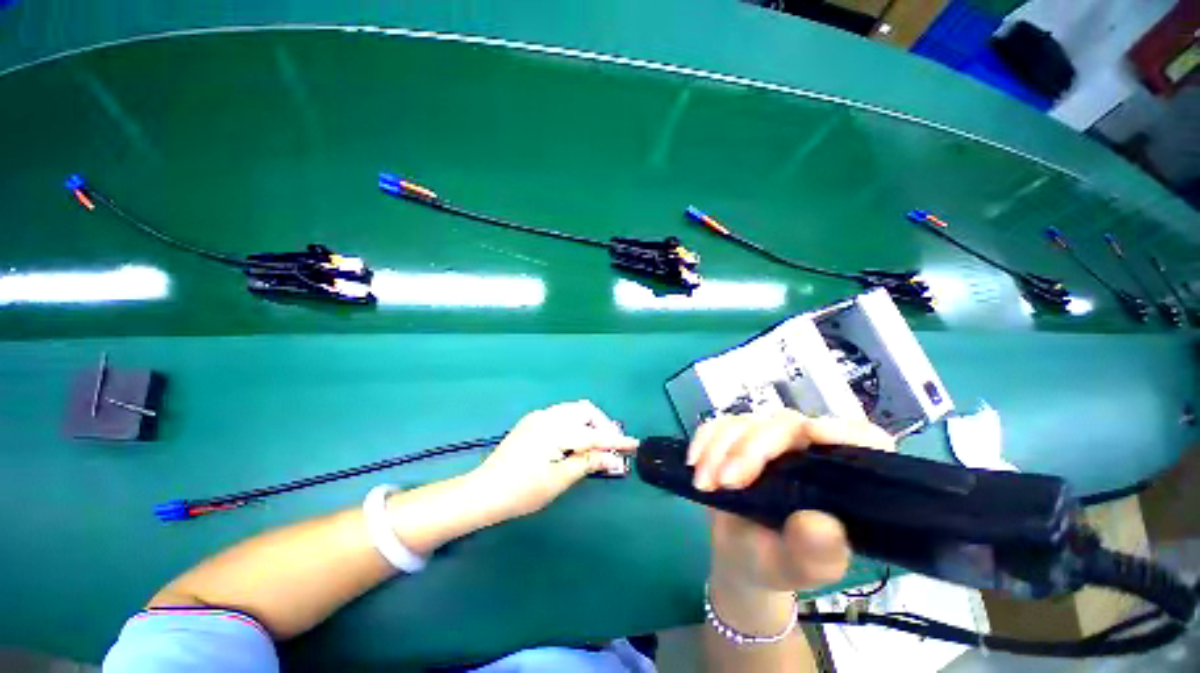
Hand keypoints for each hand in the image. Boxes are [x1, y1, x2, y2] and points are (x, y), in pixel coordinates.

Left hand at [470, 400, 638, 520]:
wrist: (483, 491)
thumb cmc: (522, 491)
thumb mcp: (558, 480)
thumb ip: (588, 463)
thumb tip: (614, 459)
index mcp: (555, 430)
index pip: (594, 434)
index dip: (616, 440)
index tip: (634, 444)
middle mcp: (548, 416)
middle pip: (585, 411)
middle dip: (602, 425)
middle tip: (610, 447)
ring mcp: (539, 417)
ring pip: (574, 410)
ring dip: (589, 423)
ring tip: (595, 444)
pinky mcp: (532, 421)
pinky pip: (562, 414)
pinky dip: (575, 423)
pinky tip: (574, 440)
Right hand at [689, 410, 893, 593]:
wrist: (738, 556)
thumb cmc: (777, 563)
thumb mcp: (799, 568)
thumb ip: (816, 552)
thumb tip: (820, 521)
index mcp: (839, 479)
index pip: (864, 440)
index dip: (845, 431)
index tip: (812, 435)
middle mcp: (806, 450)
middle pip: (785, 426)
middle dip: (750, 449)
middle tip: (725, 482)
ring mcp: (767, 440)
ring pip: (746, 422)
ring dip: (719, 448)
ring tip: (705, 484)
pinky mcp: (736, 438)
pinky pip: (719, 424)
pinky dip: (704, 439)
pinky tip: (694, 462)